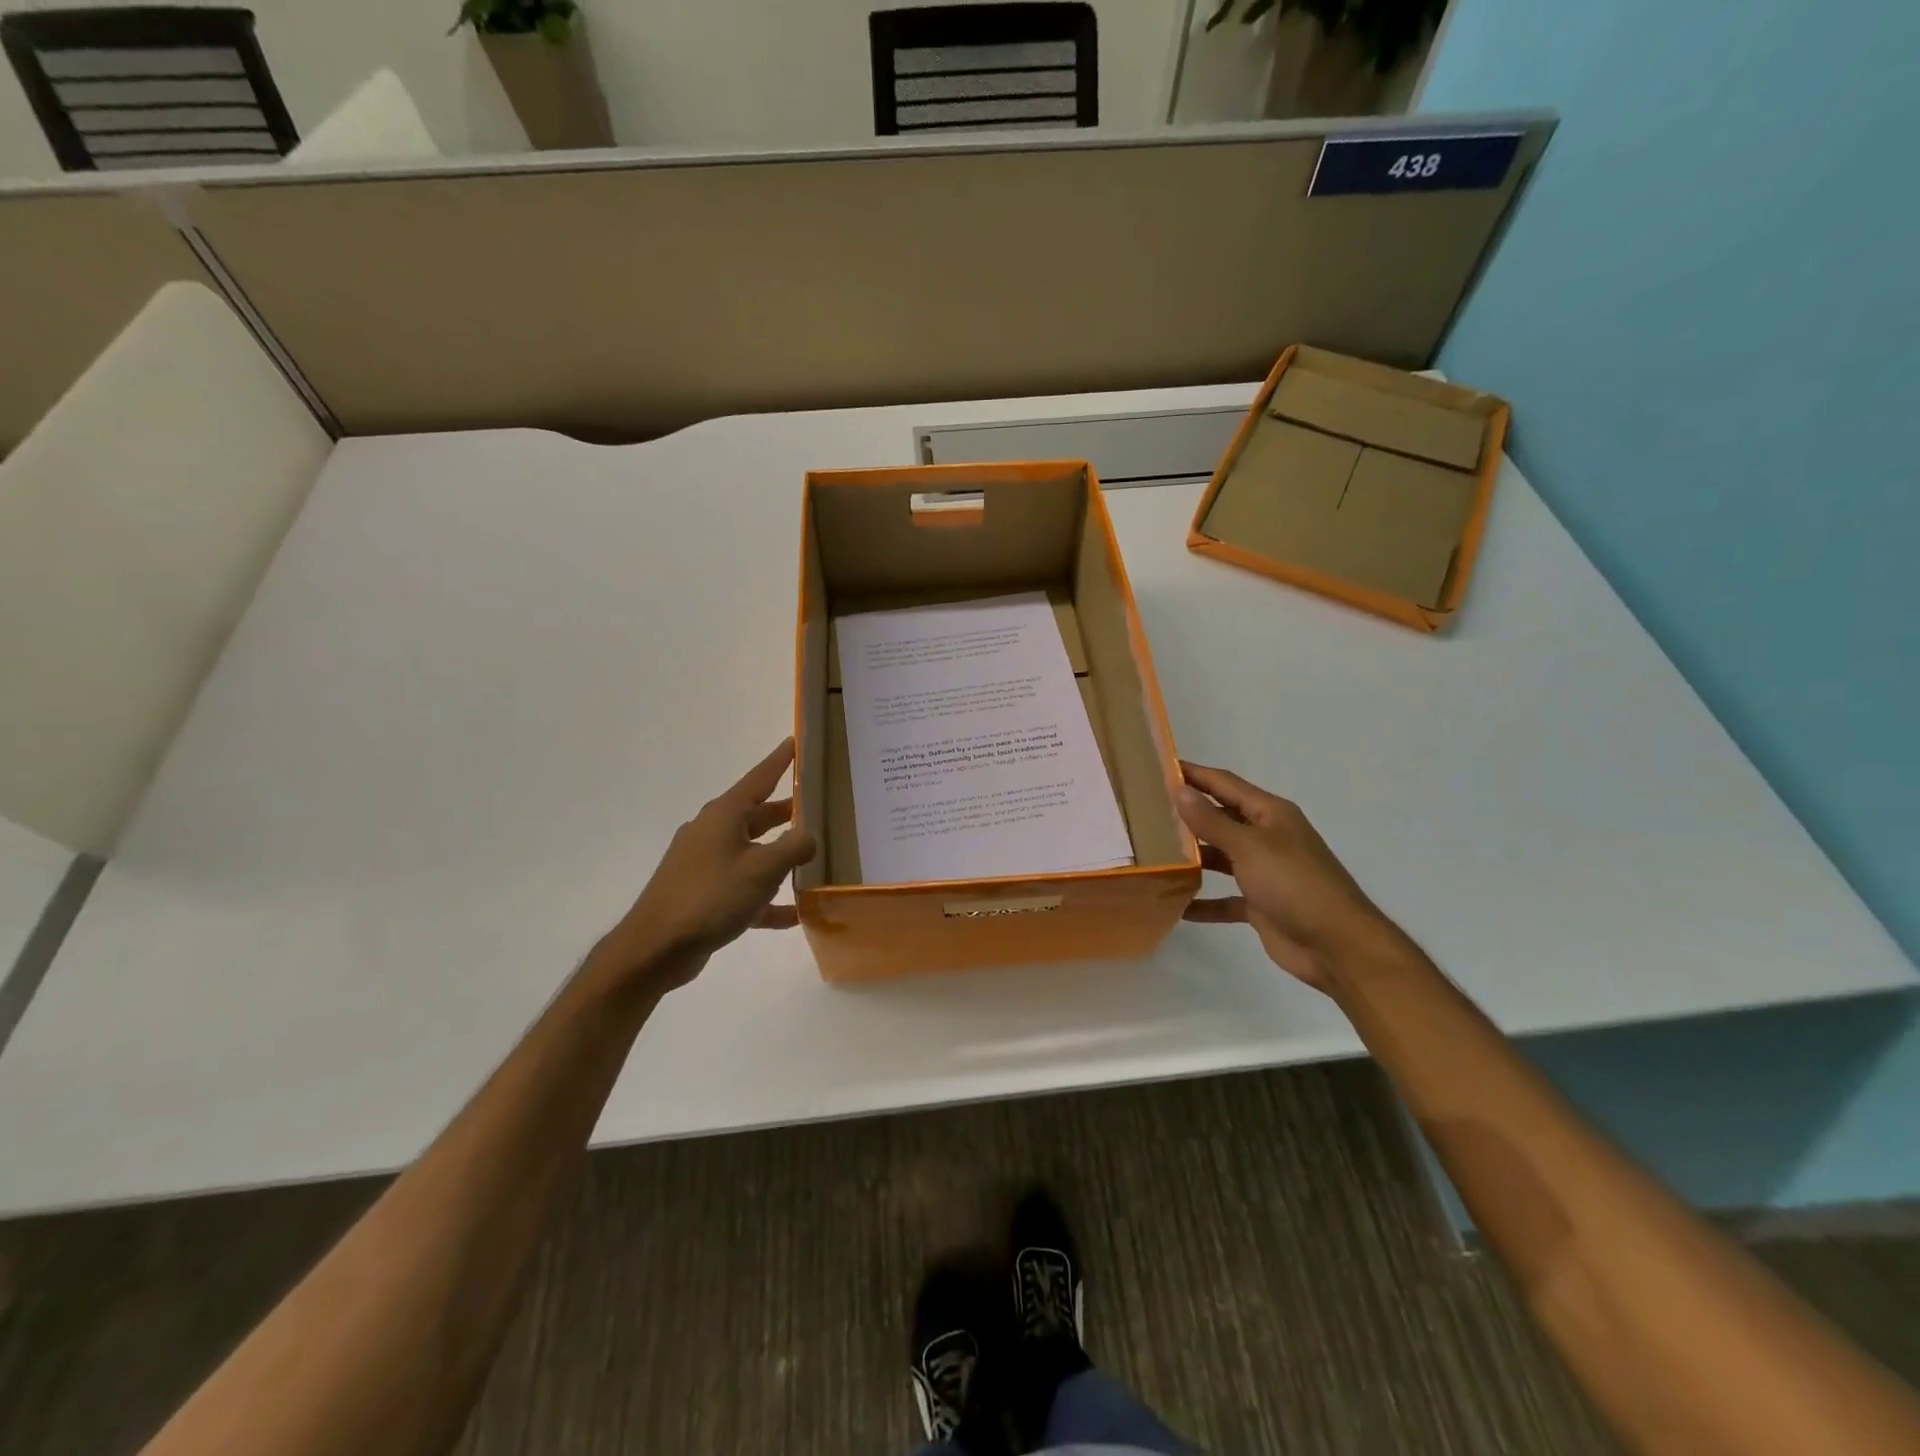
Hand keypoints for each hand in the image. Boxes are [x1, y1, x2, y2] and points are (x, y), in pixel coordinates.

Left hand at [591, 739, 817, 992]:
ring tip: (813, 860)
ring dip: (779, 857)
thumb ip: (794, 847)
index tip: (796, 741)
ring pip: (752, 852)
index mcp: (724, 815)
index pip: (759, 777)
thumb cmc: (711, 897)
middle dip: (787, 812)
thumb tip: (810, 836)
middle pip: (757, 815)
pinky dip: (766, 897)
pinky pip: (743, 889)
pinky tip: (792, 914)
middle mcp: (712, 832)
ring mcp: (705, 864)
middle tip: (819, 808)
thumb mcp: (762, 869)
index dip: (780, 760)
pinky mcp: (703, 895)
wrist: (656, 948)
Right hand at [1175, 761, 1405, 991]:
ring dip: (1192, 857)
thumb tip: (1180, 790)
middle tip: (1144, 812)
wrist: (1337, 946)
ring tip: (1152, 853)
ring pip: (1220, 857)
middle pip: (1220, 818)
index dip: (1193, 774)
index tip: (1157, 767)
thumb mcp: (1249, 847)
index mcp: (1269, 814)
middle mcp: (1266, 837)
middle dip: (1187, 815)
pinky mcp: (1260, 904)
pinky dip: (1204, 902)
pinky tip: (1176, 905)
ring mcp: (1264, 872)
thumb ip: (1212, 821)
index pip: (1224, 784)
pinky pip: (1225, 898)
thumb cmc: (1295, 884)